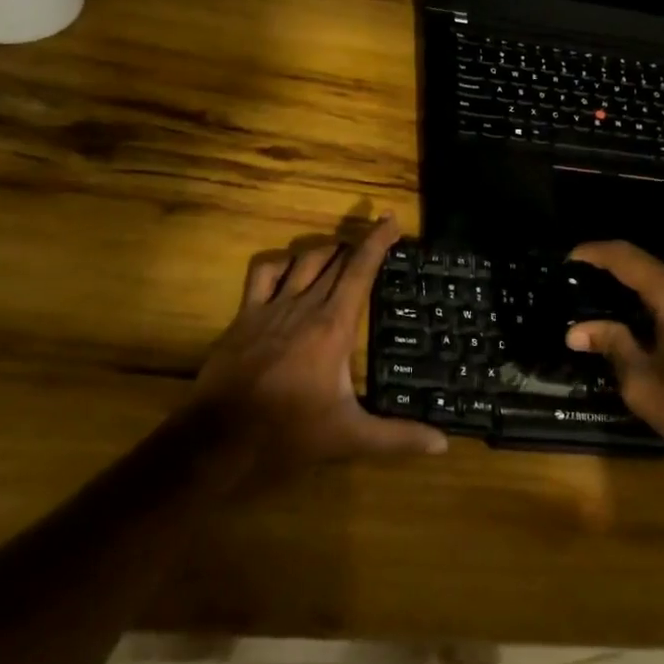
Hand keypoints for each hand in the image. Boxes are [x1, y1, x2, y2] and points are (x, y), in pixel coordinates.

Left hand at [193, 214, 447, 476]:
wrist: (220, 439)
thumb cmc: (289, 434)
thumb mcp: (349, 437)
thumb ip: (397, 437)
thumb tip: (443, 443)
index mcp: (334, 326)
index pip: (361, 270)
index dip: (377, 241)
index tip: (390, 219)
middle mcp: (305, 306)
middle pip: (335, 261)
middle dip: (357, 246)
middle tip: (375, 242)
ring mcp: (271, 307)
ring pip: (303, 261)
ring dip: (325, 251)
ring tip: (340, 254)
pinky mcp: (245, 316)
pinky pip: (264, 273)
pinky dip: (282, 263)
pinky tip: (289, 270)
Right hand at [564, 241, 663, 472]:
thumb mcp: (643, 383)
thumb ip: (612, 345)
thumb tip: (576, 331)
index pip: (627, 257)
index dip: (595, 252)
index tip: (570, 257)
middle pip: (648, 267)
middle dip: (614, 273)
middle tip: (584, 286)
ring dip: (637, 290)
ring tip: (605, 304)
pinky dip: (658, 303)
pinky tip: (641, 322)